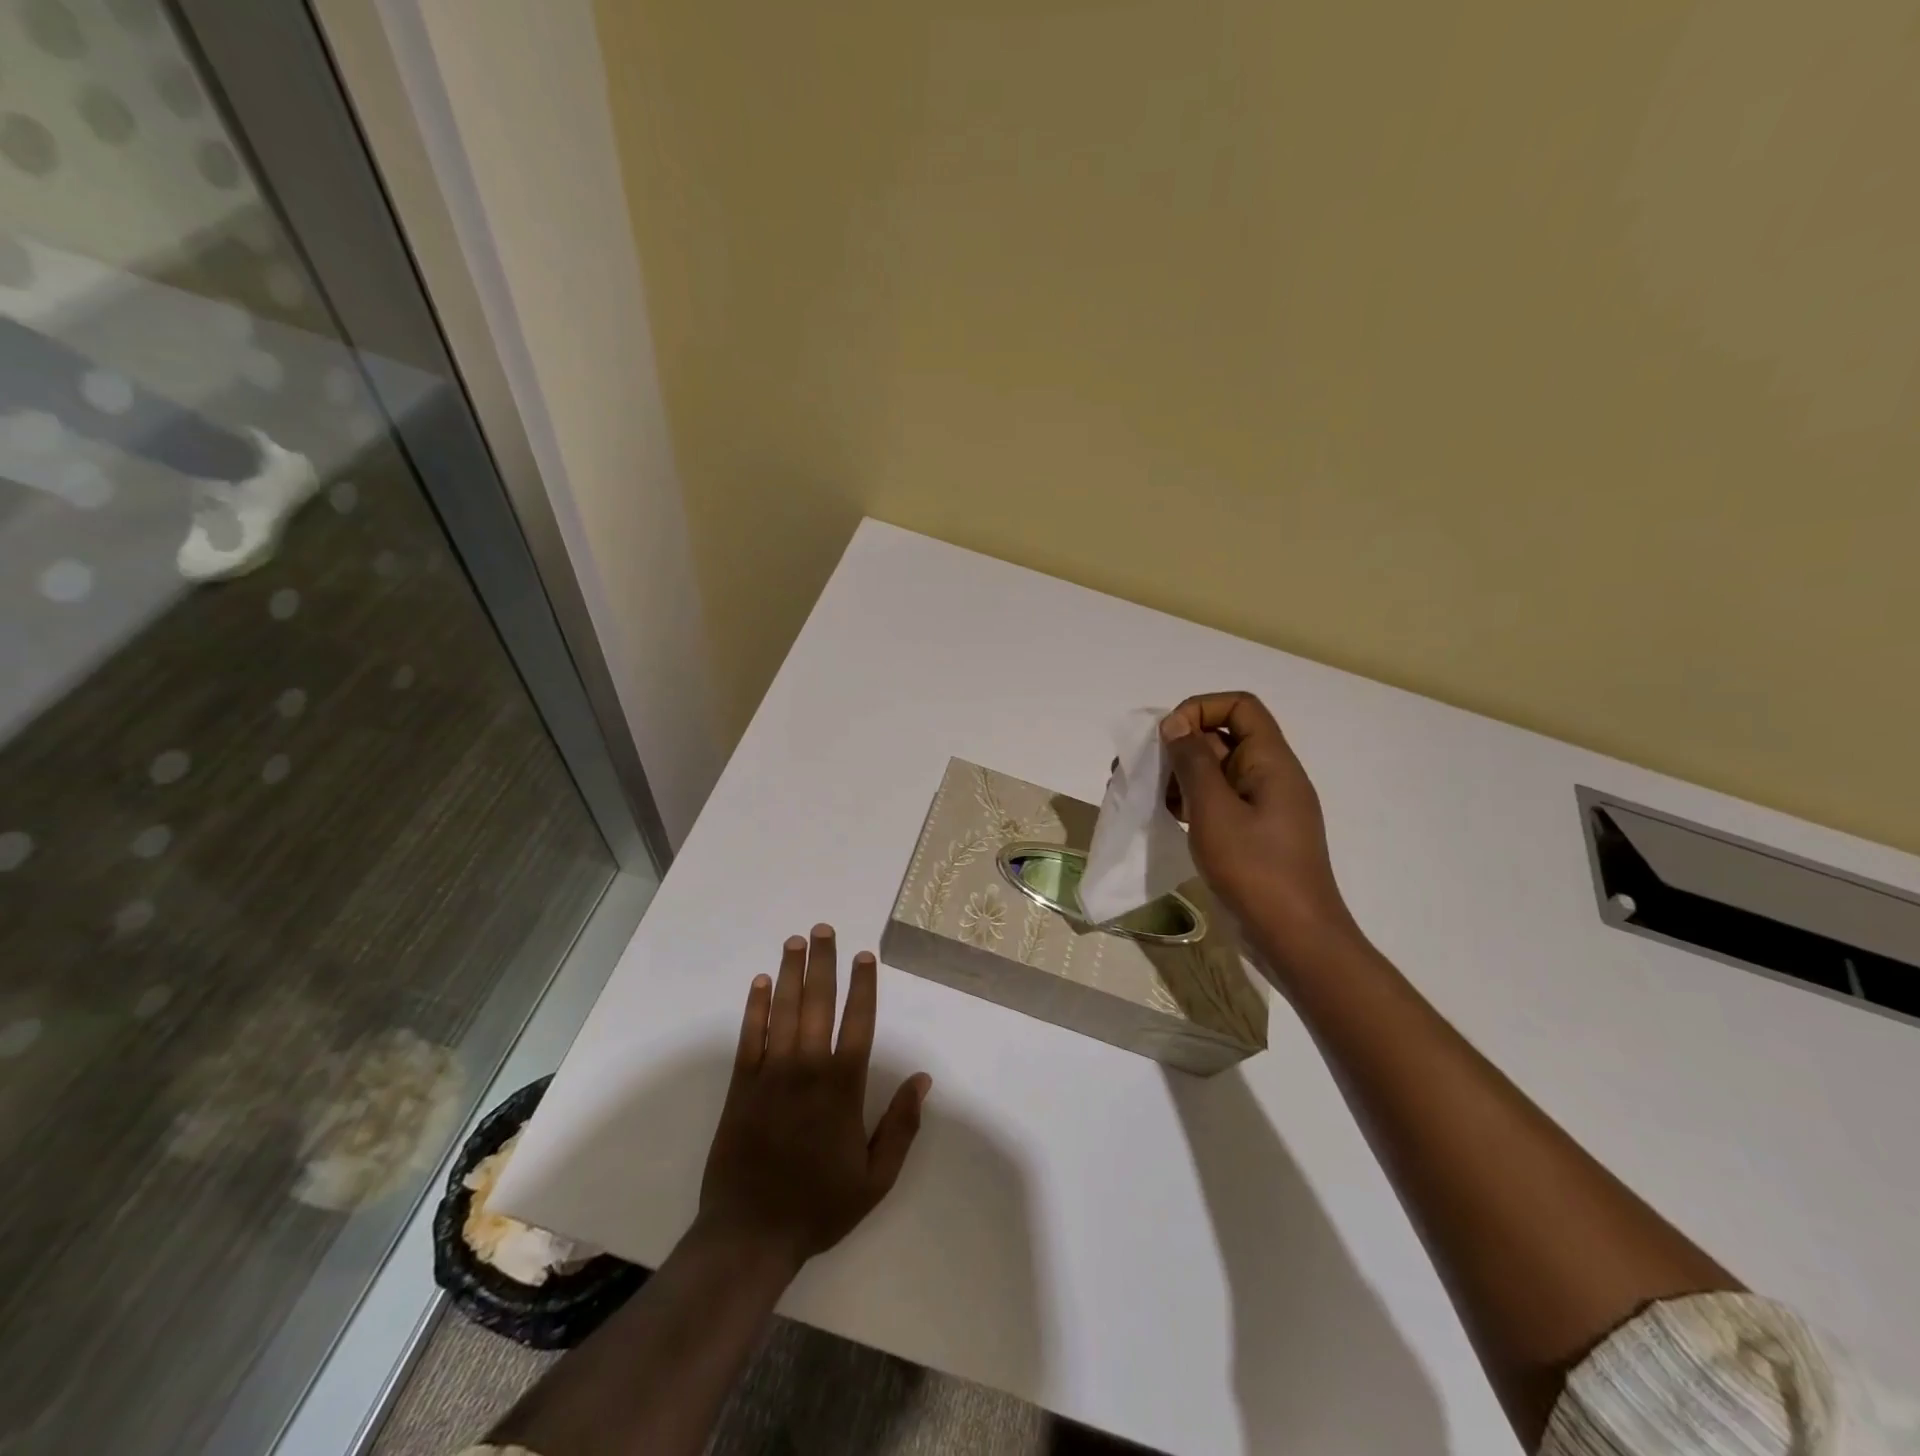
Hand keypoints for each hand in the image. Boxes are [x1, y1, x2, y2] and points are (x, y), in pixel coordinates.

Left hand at [698, 925, 931, 1273]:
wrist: (751, 1235)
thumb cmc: (819, 1206)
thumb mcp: (876, 1178)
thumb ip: (901, 1125)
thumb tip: (923, 1079)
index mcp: (843, 1088)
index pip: (858, 1023)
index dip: (863, 986)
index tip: (864, 956)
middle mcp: (808, 1069)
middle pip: (818, 1004)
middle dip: (823, 963)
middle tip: (823, 929)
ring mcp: (771, 1074)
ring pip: (784, 1011)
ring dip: (791, 973)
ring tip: (795, 941)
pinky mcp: (741, 1086)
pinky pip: (750, 1036)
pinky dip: (756, 1007)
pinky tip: (761, 982)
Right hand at [1159, 692, 1360, 969]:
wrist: (1295, 938)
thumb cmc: (1255, 869)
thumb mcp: (1214, 810)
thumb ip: (1192, 762)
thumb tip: (1174, 724)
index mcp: (1271, 762)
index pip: (1239, 706)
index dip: (1200, 709)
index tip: (1167, 737)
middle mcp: (1270, 776)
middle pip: (1223, 738)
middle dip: (1180, 747)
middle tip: (1143, 770)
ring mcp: (1263, 808)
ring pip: (1216, 772)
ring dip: (1181, 777)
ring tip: (1148, 797)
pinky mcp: (1253, 834)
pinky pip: (1219, 802)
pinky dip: (1191, 803)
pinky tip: (1168, 819)